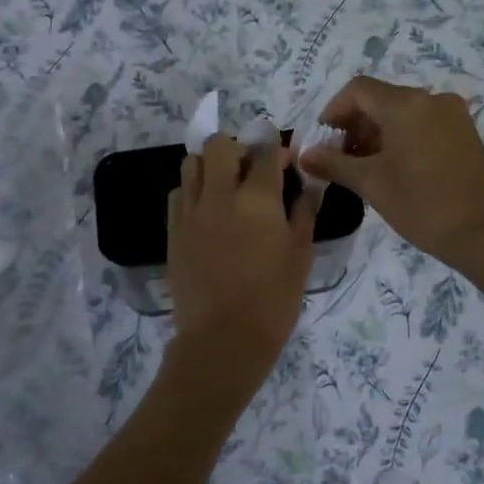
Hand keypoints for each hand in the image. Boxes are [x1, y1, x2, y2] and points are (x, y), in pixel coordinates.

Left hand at [167, 134, 317, 381]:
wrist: (223, 339)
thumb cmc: (273, 300)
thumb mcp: (301, 255)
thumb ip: (305, 211)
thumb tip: (311, 183)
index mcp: (258, 199)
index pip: (266, 150)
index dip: (278, 149)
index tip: (285, 162)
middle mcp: (219, 195)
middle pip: (219, 144)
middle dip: (239, 148)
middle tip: (251, 171)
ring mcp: (191, 211)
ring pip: (191, 162)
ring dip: (211, 165)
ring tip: (225, 187)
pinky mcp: (172, 230)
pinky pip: (178, 193)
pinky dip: (193, 190)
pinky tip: (207, 210)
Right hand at [297, 77, 483, 273]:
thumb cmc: (422, 205)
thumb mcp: (371, 184)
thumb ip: (333, 164)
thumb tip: (305, 155)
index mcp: (406, 104)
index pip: (357, 90)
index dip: (332, 111)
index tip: (321, 141)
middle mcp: (431, 99)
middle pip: (380, 99)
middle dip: (353, 125)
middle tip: (337, 158)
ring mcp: (453, 115)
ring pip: (402, 113)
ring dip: (376, 133)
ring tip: (362, 168)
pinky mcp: (465, 133)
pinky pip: (423, 125)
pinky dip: (401, 138)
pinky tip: (392, 169)